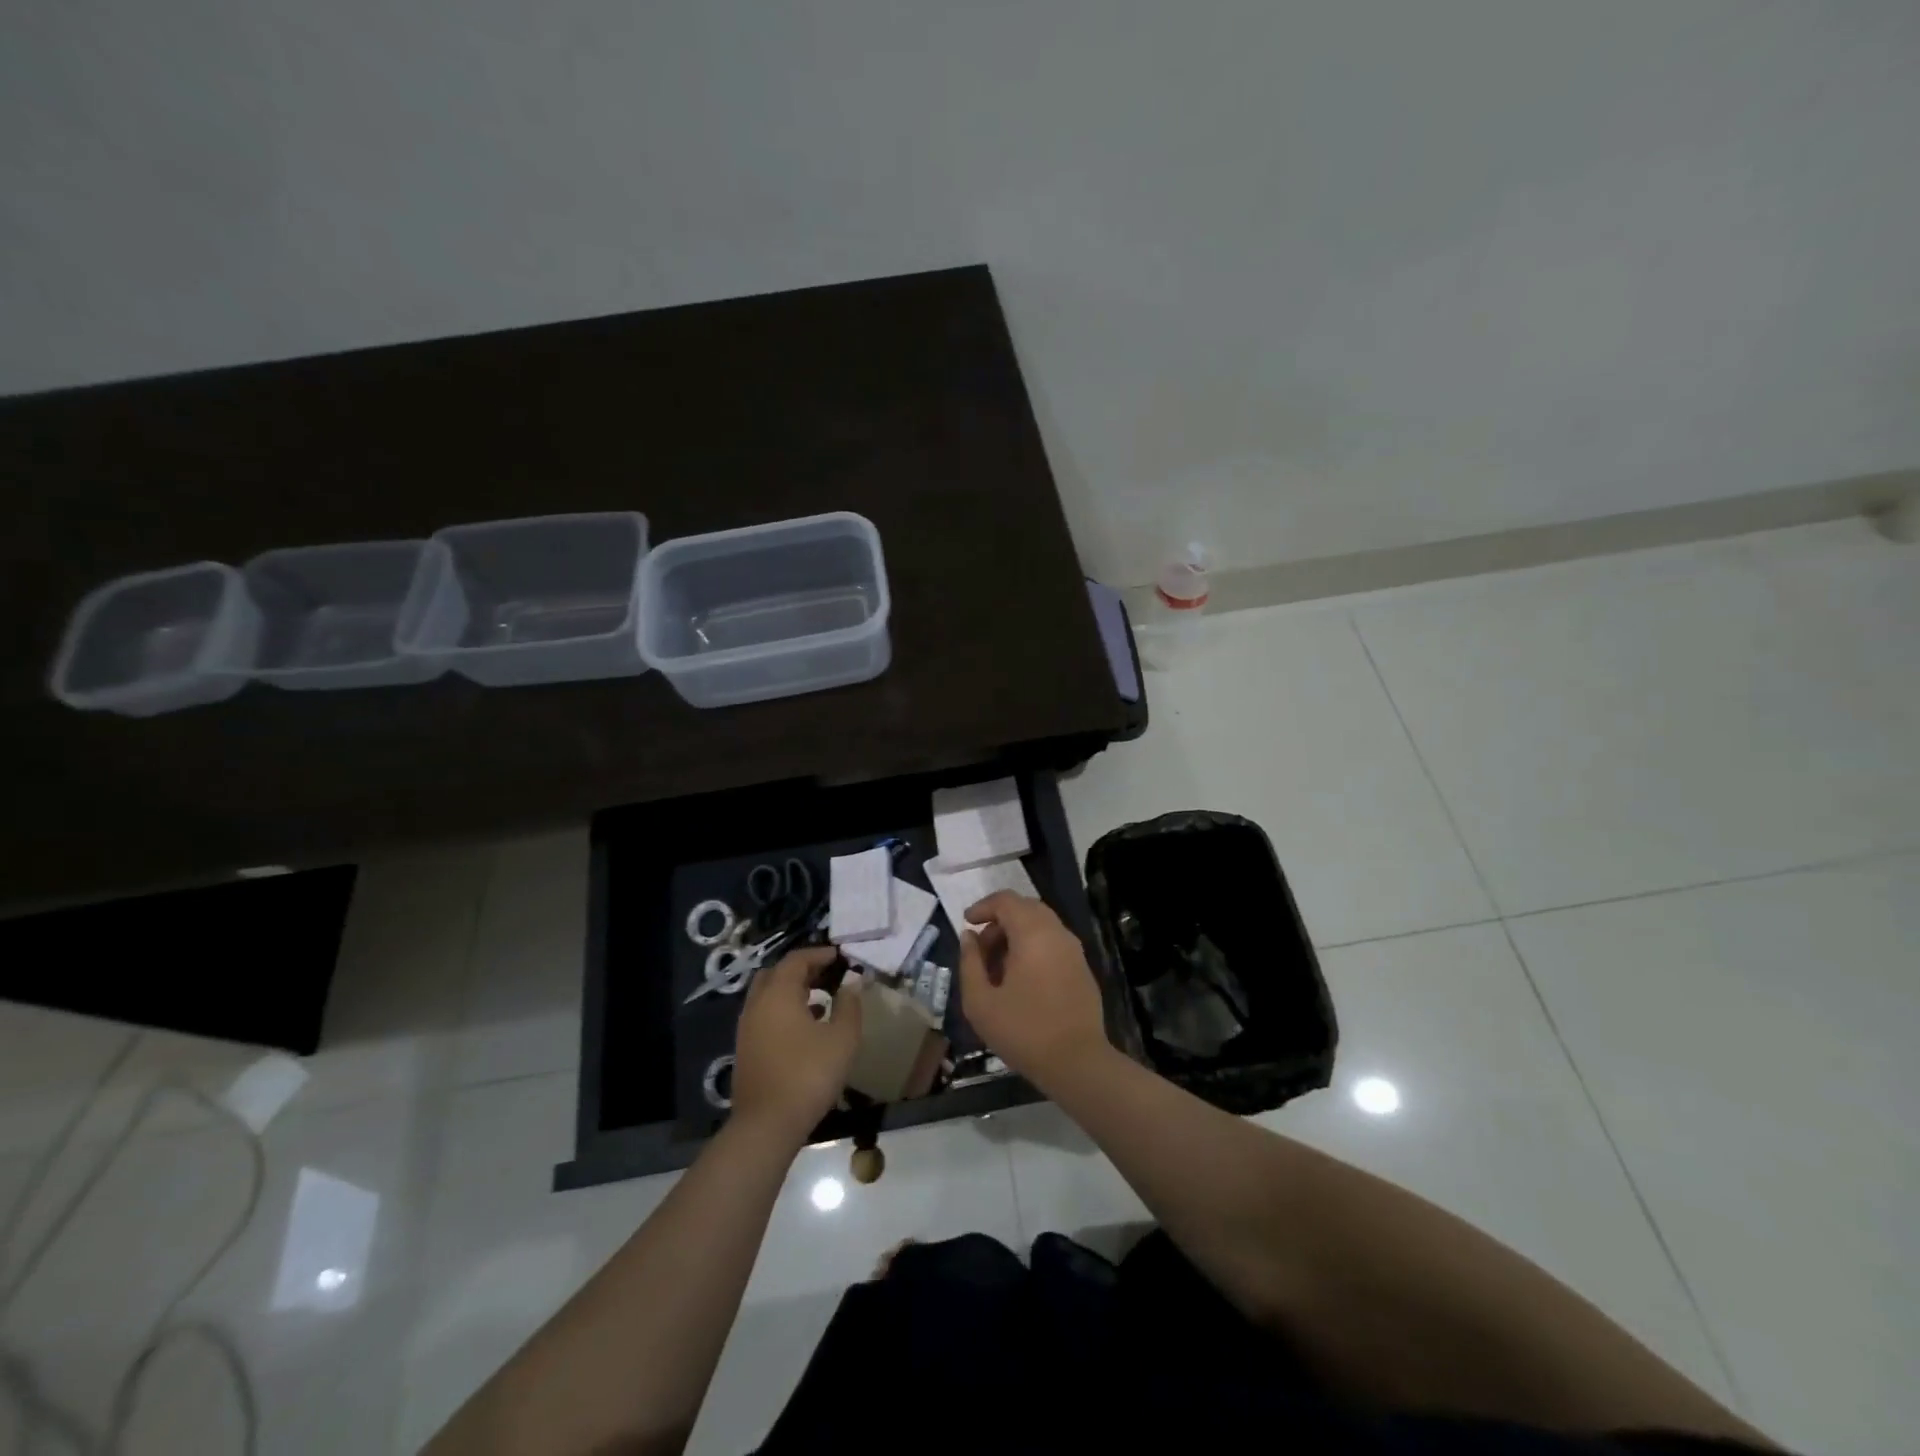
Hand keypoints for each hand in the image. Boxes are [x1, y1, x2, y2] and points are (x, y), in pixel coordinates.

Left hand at [732, 947, 862, 1146]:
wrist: (767, 1125)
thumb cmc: (809, 1074)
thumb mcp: (842, 1038)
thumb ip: (849, 1005)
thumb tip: (851, 983)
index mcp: (778, 993)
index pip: (796, 959)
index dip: (819, 954)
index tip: (840, 956)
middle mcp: (757, 1004)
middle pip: (776, 973)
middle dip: (801, 969)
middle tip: (826, 974)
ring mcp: (747, 1028)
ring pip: (768, 995)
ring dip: (791, 991)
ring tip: (820, 998)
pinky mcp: (745, 1049)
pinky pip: (764, 1015)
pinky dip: (783, 1010)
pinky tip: (805, 1027)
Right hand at [958, 892, 1108, 1086]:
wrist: (1077, 1062)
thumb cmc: (1023, 1031)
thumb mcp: (980, 1002)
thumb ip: (970, 963)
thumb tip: (969, 937)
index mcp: (1033, 933)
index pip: (1006, 900)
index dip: (983, 907)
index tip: (966, 924)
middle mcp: (1057, 933)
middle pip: (1025, 908)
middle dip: (999, 921)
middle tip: (981, 949)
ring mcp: (1074, 950)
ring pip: (1041, 925)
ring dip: (1016, 935)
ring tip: (998, 968)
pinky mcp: (1082, 968)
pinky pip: (1053, 942)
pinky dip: (1033, 947)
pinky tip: (1021, 979)